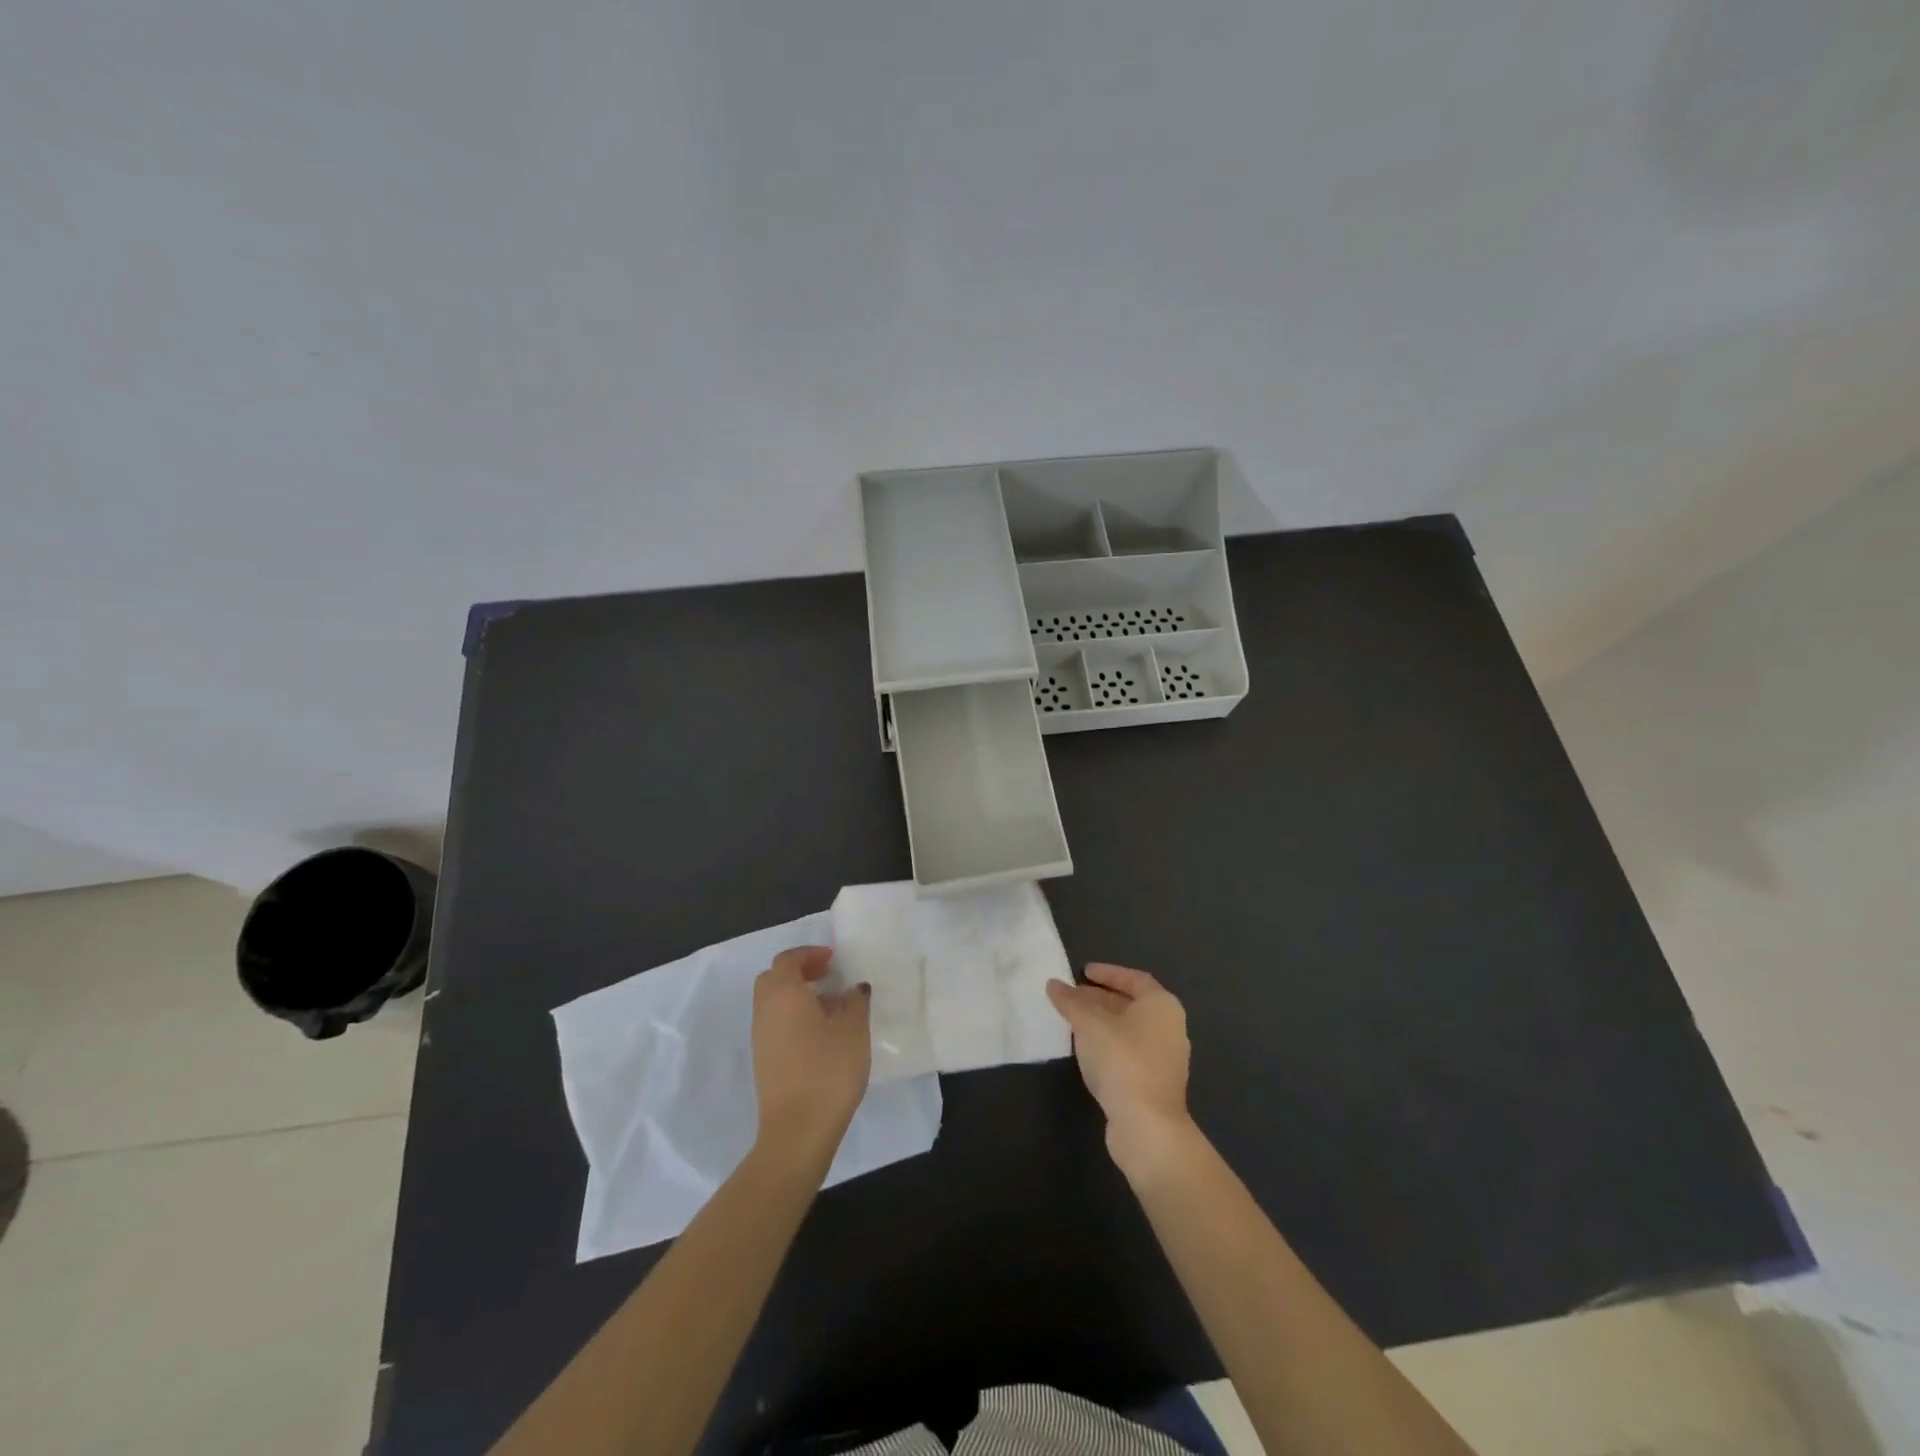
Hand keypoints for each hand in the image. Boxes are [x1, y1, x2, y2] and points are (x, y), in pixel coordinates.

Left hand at [751, 947, 871, 1163]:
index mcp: (783, 994)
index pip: (788, 960)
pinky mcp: (763, 1060)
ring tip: (830, 1007)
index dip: (810, 954)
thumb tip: (853, 989)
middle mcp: (765, 1010)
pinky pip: (774, 1024)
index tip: (833, 960)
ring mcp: (760, 1038)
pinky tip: (820, 1034)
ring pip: (773, 1002)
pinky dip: (792, 1016)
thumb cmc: (828, 1071)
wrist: (797, 1131)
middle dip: (799, 972)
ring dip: (796, 995)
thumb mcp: (854, 1030)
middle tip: (827, 977)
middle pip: (774, 979)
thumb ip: (855, 1002)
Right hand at [1047, 963, 1195, 1180]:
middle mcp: (1169, 1027)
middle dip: (1100, 999)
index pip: (1134, 979)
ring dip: (1102, 1023)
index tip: (1083, 972)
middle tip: (1071, 997)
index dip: (1108, 973)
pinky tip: (1086, 1051)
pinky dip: (1108, 1045)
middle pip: (1131, 1004)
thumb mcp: (1089, 1023)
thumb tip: (1054, 984)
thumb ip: (1071, 1001)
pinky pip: (1129, 1052)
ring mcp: (1165, 1058)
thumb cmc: (1121, 1060)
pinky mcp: (1155, 1084)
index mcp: (1161, 1005)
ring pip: (1129, 1030)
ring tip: (1073, 1022)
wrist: (1146, 1125)